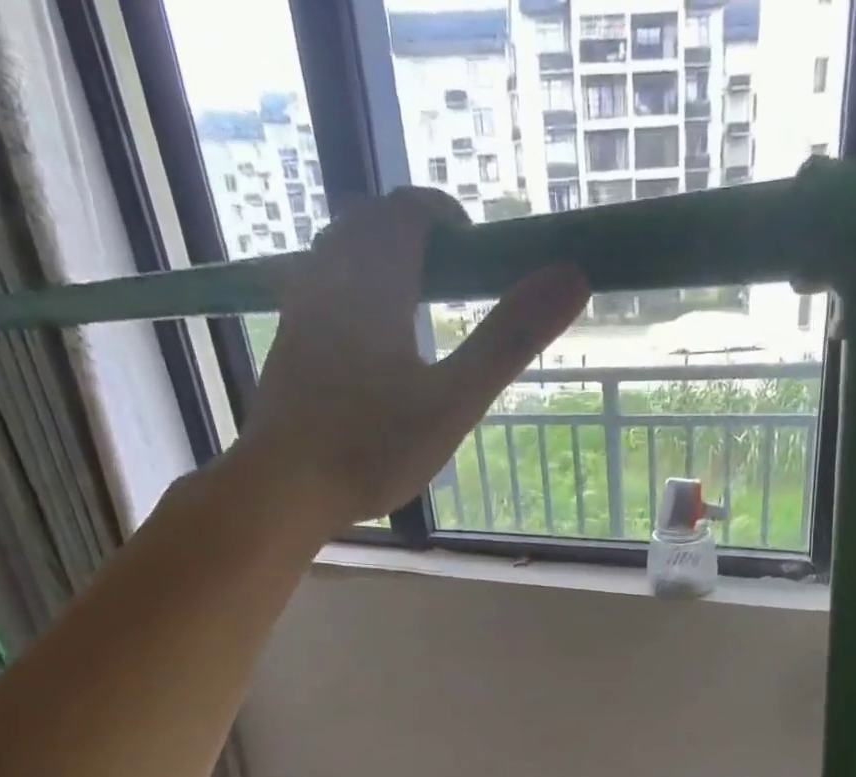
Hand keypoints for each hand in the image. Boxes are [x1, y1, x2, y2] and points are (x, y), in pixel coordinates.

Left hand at [221, 187, 587, 538]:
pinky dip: (352, 294)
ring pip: (337, 256)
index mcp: (374, 280)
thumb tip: (572, 275)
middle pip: (368, 224)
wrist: (283, 489)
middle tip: (451, 278)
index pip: (408, 210)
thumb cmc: (373, 447)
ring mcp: (300, 312)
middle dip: (413, 235)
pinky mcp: (286, 346)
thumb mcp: (455, 400)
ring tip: (414, 307)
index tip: (476, 252)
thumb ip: (509, 339)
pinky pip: (320, 292)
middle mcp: (329, 279)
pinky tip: (370, 344)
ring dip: (378, 261)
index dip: (446, 217)